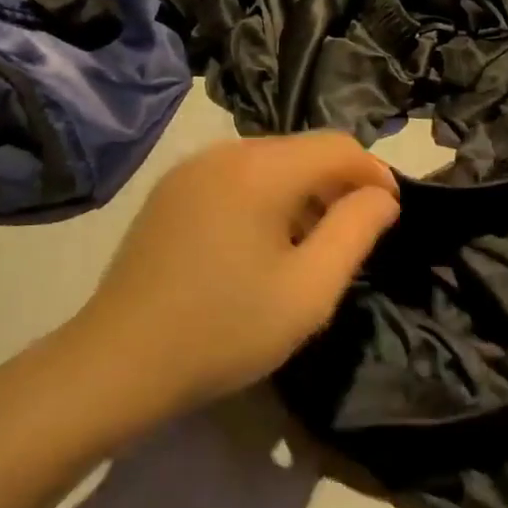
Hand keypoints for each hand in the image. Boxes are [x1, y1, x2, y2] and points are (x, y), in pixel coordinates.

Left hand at [68, 134, 399, 421]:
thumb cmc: (223, 329)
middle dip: (337, 185)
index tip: (390, 216)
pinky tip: (260, 245)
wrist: (118, 361)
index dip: (374, 174)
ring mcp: (190, 169)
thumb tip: (381, 196)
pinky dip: (264, 198)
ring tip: (309, 246)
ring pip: (268, 162)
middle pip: (302, 150)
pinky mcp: (170, 191)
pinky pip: (234, 177)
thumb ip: (355, 232)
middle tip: (351, 239)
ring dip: (301, 192)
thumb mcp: (308, 291)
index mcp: (259, 169)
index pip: (338, 146)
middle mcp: (224, 152)